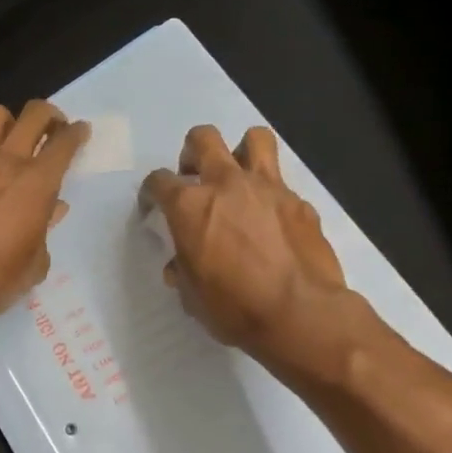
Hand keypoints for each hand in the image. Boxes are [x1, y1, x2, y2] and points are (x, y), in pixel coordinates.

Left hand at [0, 101, 89, 333]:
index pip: (63, 143)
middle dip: (50, 115)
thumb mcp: (32, 265)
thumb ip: (44, 231)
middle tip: (56, 130)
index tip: (81, 132)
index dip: (77, 133)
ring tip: (20, 140)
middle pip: (33, 113)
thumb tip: (51, 210)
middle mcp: (6, 163)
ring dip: (13, 120)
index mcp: (35, 184)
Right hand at [140, 125, 363, 379]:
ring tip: (238, 177)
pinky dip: (272, 195)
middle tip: (194, 177)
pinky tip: (273, 222)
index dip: (151, 193)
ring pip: (254, 138)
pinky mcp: (300, 202)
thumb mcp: (192, 296)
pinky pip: (282, 184)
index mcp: (190, 206)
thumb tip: (179, 265)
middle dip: (192, 152)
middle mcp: (226, 184)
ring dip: (241, 151)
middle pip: (203, 139)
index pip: (159, 181)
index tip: (153, 207)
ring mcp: (268, 188)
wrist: (300, 314)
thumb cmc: (235, 309)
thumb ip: (183, 270)